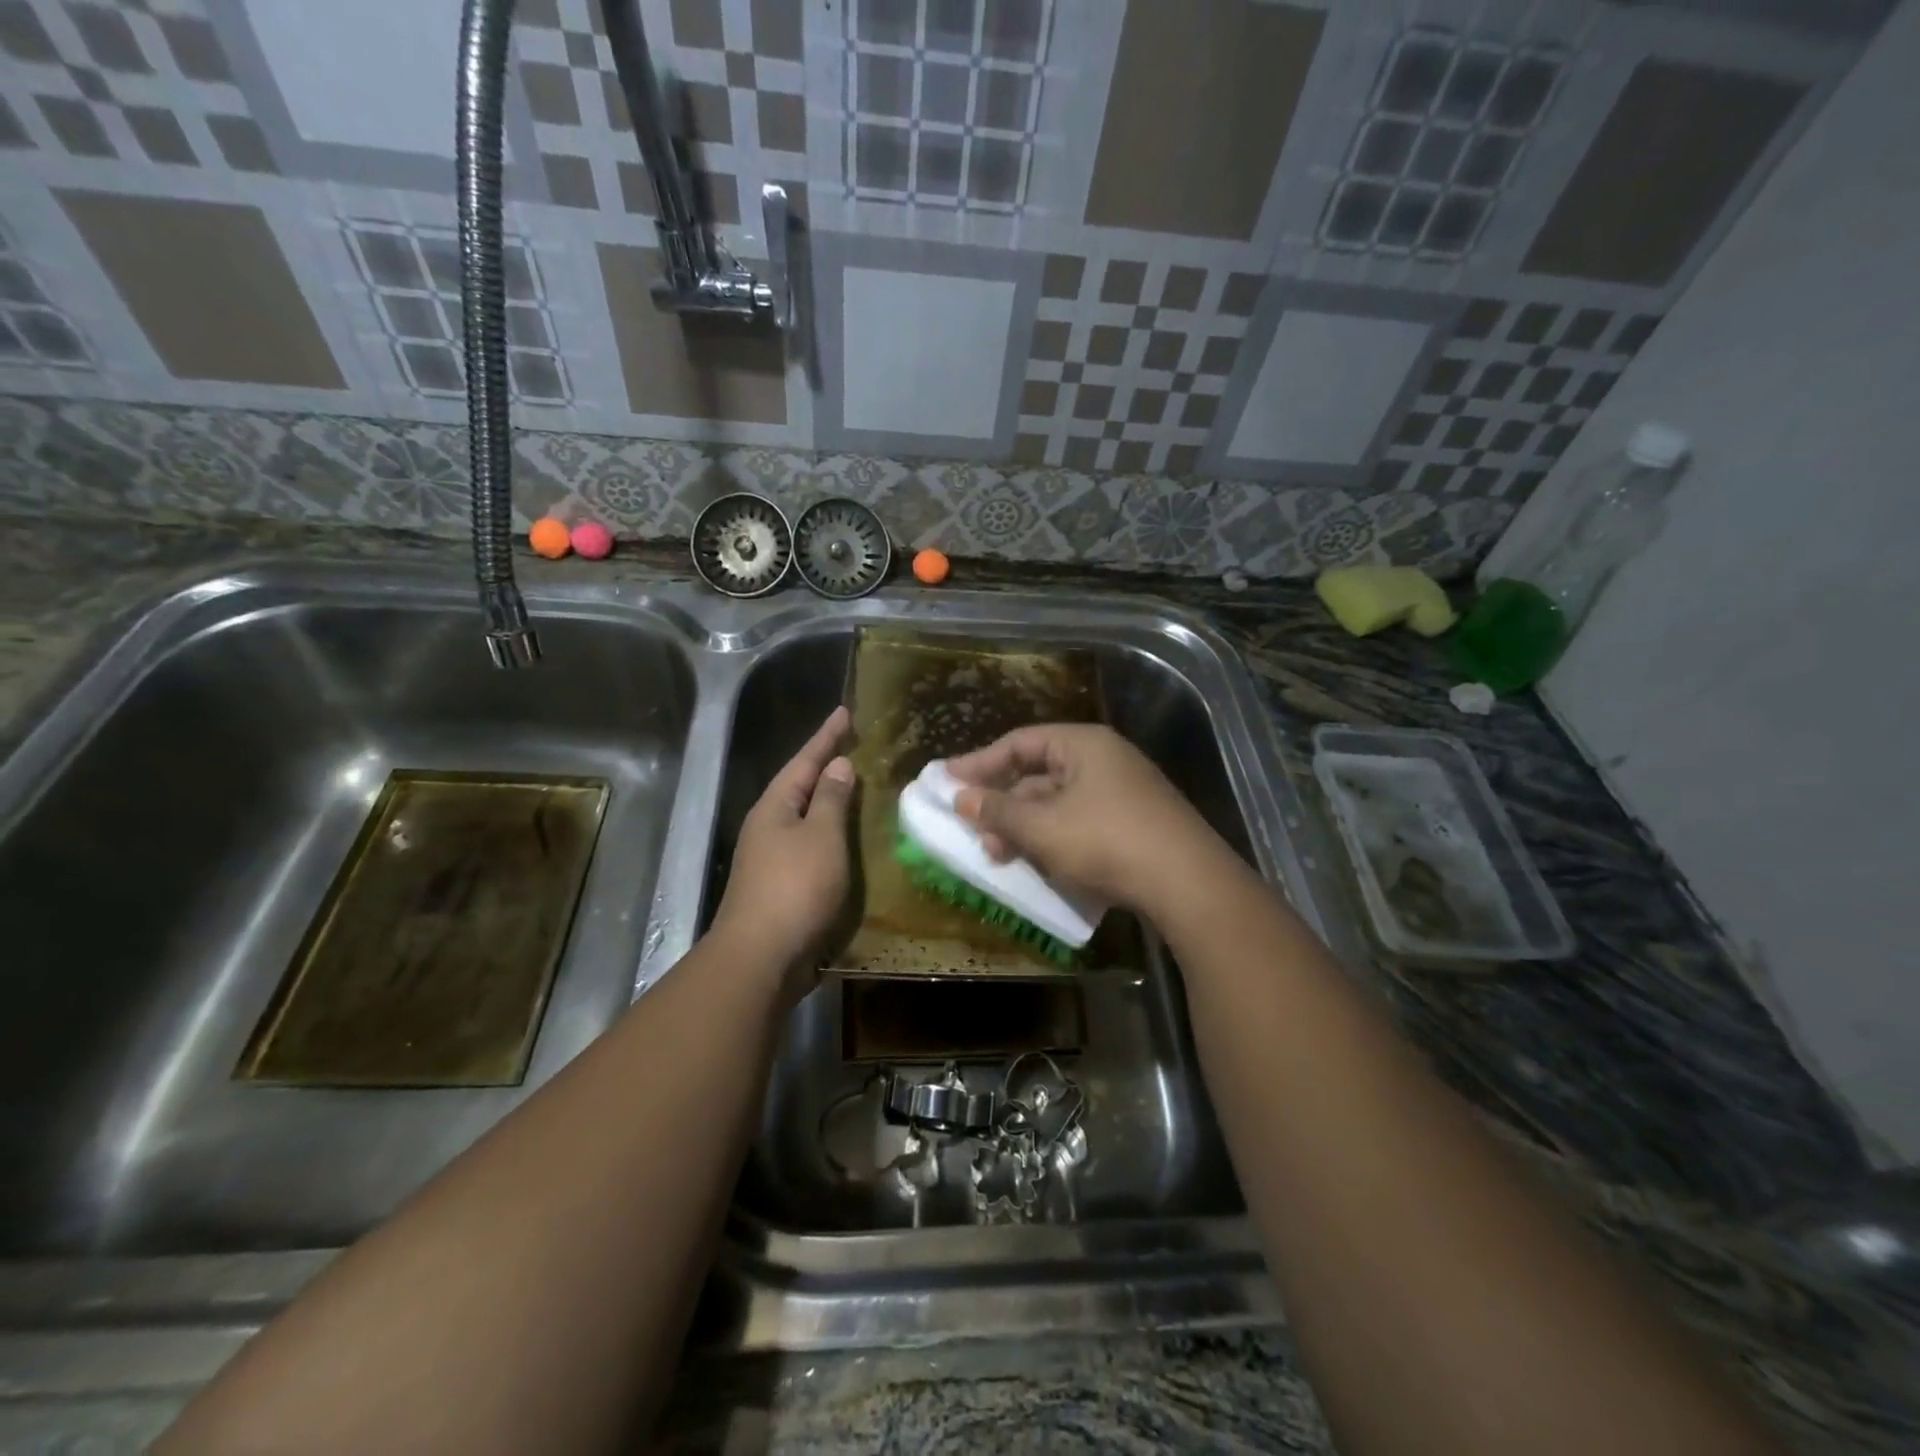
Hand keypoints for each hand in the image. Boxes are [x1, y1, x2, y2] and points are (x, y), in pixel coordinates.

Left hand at [711, 707, 855, 989]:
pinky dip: (832, 835)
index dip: (826, 736)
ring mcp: (772, 857)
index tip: (845, 711)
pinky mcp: (782, 885)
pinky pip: (812, 846)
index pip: (805, 760)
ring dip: (831, 802)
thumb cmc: (795, 887)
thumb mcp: (821, 836)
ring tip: (859, 787)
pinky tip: (849, 840)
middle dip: (826, 766)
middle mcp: (768, 826)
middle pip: (801, 786)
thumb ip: (832, 799)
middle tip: (855, 746)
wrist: (761, 957)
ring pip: (806, 817)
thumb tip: (838, 765)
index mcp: (775, 806)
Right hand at [947, 723, 1221, 915]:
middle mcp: (1104, 760)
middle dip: (1002, 802)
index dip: (980, 761)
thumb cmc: (1105, 840)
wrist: (1186, 883)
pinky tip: (1036, 864)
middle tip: (973, 827)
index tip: (947, 780)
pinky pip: (1079, 822)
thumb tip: (961, 798)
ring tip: (998, 856)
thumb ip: (998, 810)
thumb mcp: (1042, 827)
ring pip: (1058, 803)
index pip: (1020, 742)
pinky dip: (1052, 839)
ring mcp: (1123, 793)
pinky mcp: (1133, 825)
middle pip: (1039, 773)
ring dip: (1024, 827)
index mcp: (1084, 745)